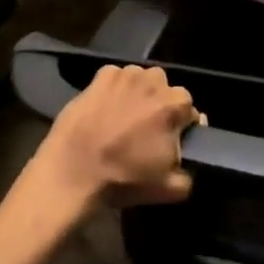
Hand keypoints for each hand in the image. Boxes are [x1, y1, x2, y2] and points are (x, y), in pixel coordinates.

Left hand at [32, 64, 202, 216]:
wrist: (72, 172)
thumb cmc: (124, 179)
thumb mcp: (170, 189)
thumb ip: (190, 172)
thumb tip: (189, 156)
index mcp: (175, 104)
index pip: (189, 110)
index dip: (181, 126)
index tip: (169, 141)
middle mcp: (155, 80)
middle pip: (166, 91)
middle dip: (160, 107)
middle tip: (146, 130)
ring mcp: (126, 74)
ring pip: (142, 81)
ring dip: (139, 95)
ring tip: (124, 118)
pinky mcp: (101, 75)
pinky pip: (116, 78)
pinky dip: (115, 89)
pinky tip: (105, 109)